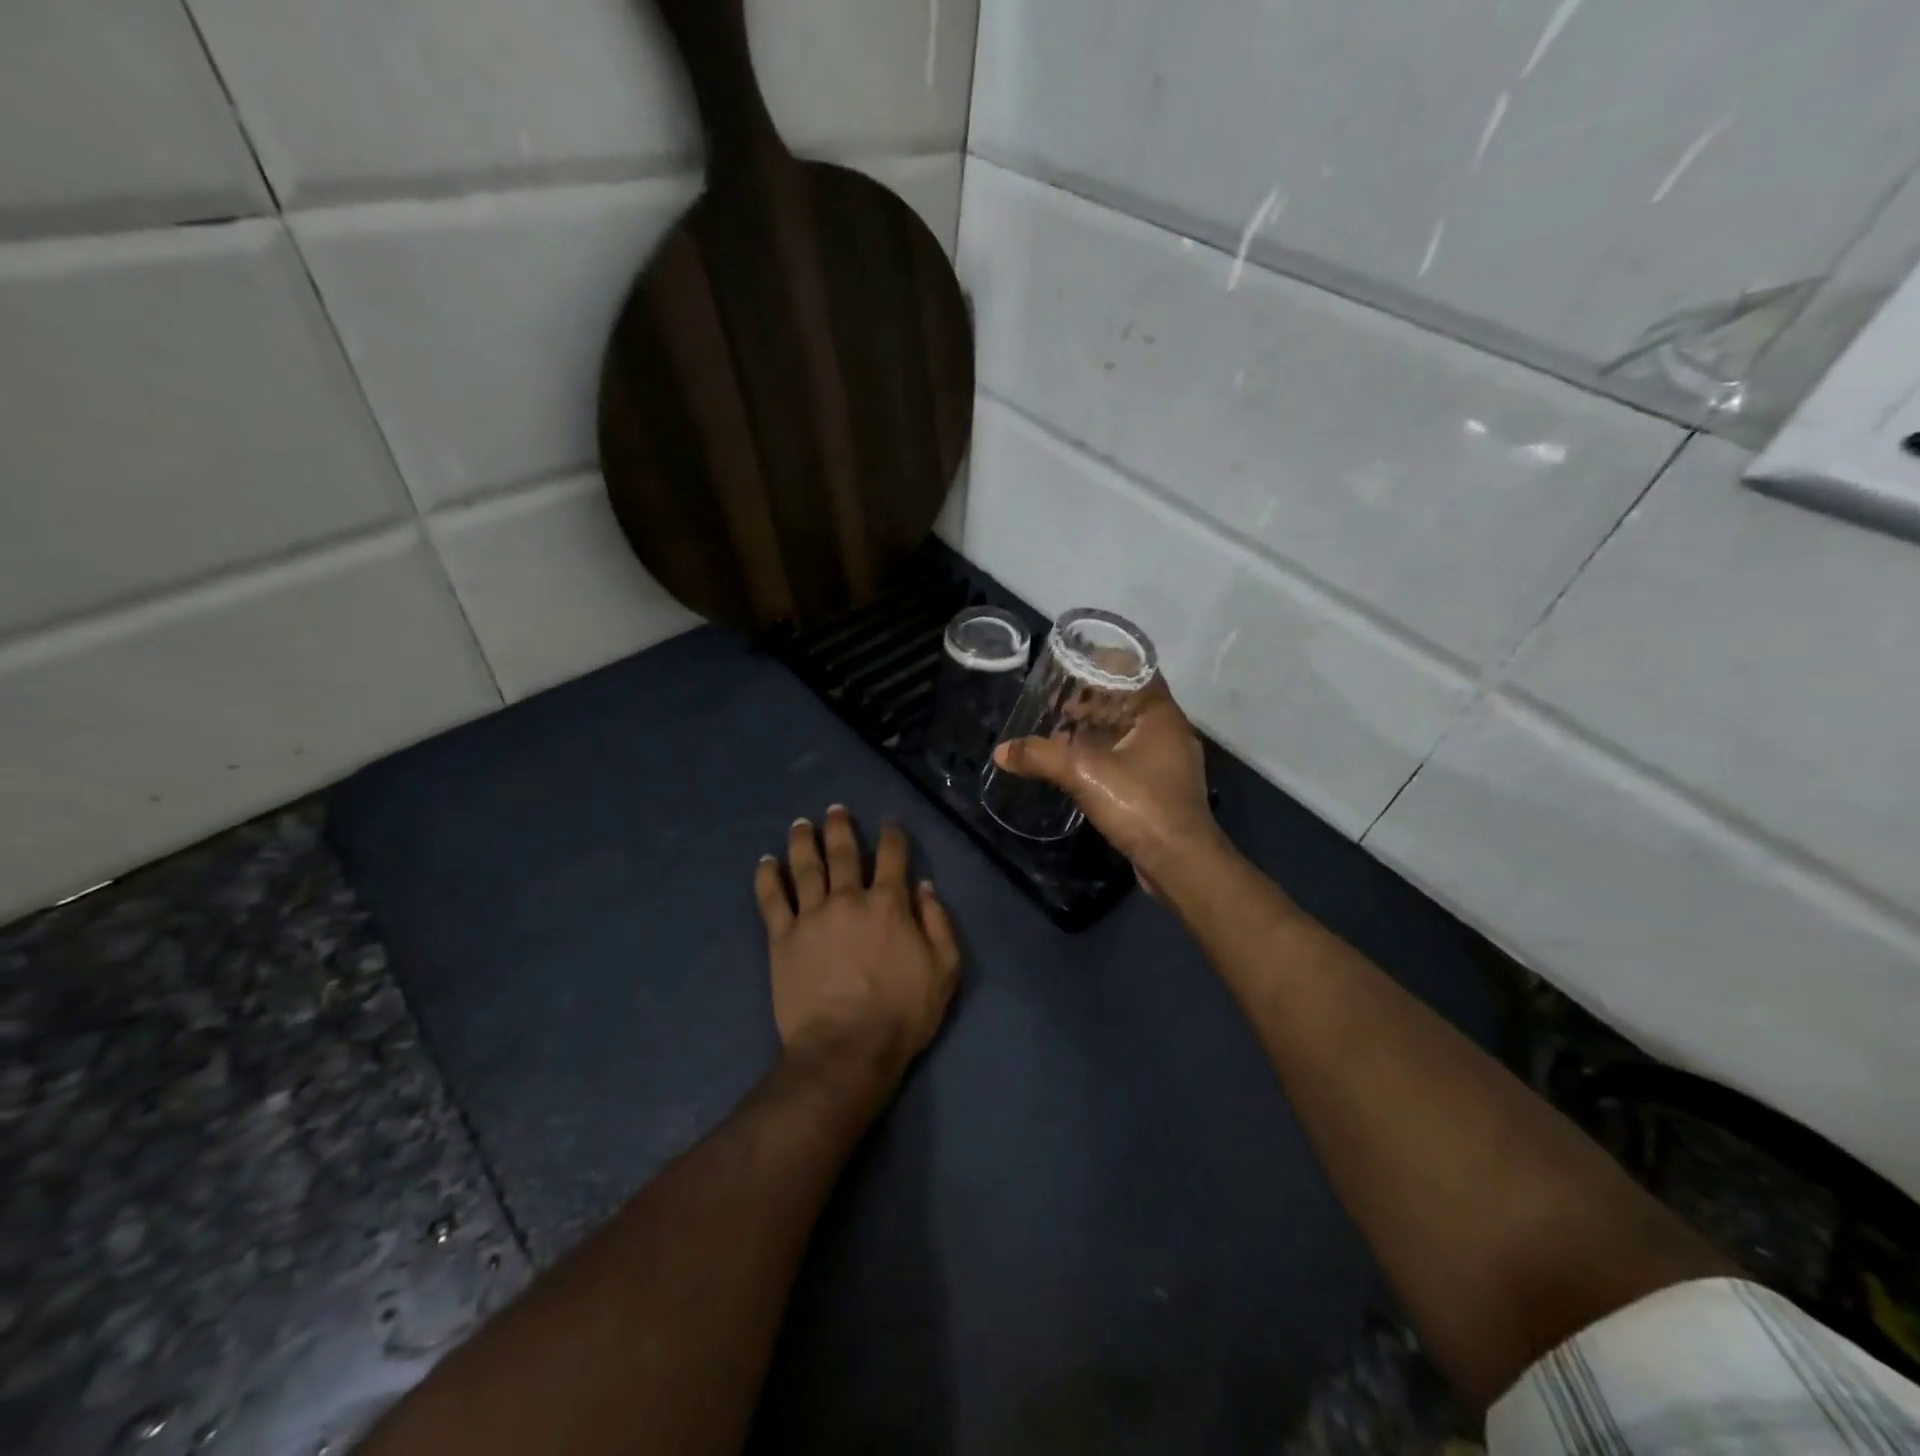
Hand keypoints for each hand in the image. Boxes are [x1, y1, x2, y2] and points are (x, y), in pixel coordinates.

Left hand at [754, 807, 961, 1082]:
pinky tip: (765, 861)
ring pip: (805, 867)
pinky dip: (767, 877)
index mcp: (888, 903)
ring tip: (801, 824)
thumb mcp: (945, 969)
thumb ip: (938, 922)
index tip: (890, 825)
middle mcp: (848, 898)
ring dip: (803, 841)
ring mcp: (811, 915)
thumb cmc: (902, 1012)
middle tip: (835, 810)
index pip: (892, 856)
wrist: (846, 1048)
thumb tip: (924, 886)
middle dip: (840, 827)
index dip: (893, 836)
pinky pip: (772, 900)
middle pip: (843, 852)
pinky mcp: (783, 938)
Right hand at [992, 682, 1227, 887]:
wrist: (1180, 862)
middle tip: (1057, 703)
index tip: (1071, 667)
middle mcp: (1169, 732)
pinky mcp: (1163, 788)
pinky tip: (1079, 766)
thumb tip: (1002, 751)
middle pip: (1129, 701)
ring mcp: (1169, 762)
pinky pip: (1131, 757)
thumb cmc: (1141, 804)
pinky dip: (1106, 753)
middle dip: (1093, 700)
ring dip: (1098, 729)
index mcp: (1161, 715)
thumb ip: (1041, 756)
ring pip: (1129, 731)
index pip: (1137, 670)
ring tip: (1061, 733)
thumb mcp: (1084, 773)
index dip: (1104, 665)